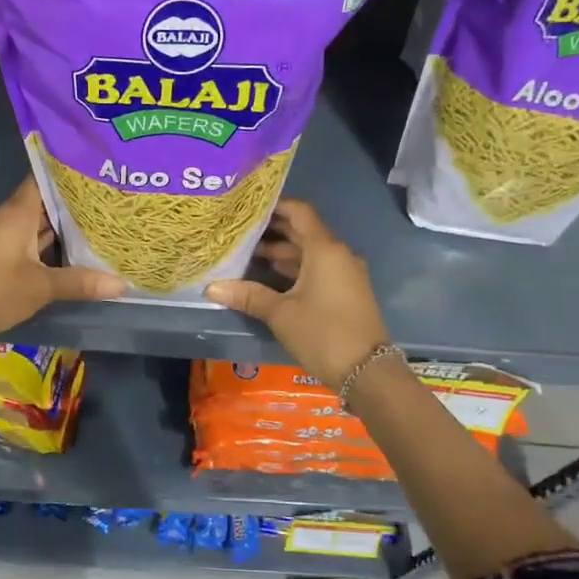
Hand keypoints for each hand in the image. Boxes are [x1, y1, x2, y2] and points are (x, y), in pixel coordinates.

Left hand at [0, 178, 123, 339]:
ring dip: (57, 227)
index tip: (95, 173)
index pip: (42, 179)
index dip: (67, 175)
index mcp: (16, 213)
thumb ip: (80, 282)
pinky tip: (66, 253)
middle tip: (105, 202)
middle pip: (41, 202)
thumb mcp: (41, 287)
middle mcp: (4, 217)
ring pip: (32, 224)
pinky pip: (23, 240)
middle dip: (70, 204)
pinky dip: (43, 244)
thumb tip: (121, 284)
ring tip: (94, 226)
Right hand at [204, 199, 388, 390]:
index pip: (299, 212)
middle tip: (241, 230)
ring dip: (282, 252)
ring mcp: (345, 273)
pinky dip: (295, 268)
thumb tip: (211, 288)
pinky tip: (271, 275)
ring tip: (248, 254)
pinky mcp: (346, 291)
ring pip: (310, 252)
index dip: (275, 206)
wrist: (367, 372)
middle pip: (304, 231)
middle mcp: (338, 254)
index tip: (249, 206)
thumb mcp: (280, 313)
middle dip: (273, 230)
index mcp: (324, 249)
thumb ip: (248, 295)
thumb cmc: (322, 333)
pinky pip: (318, 268)